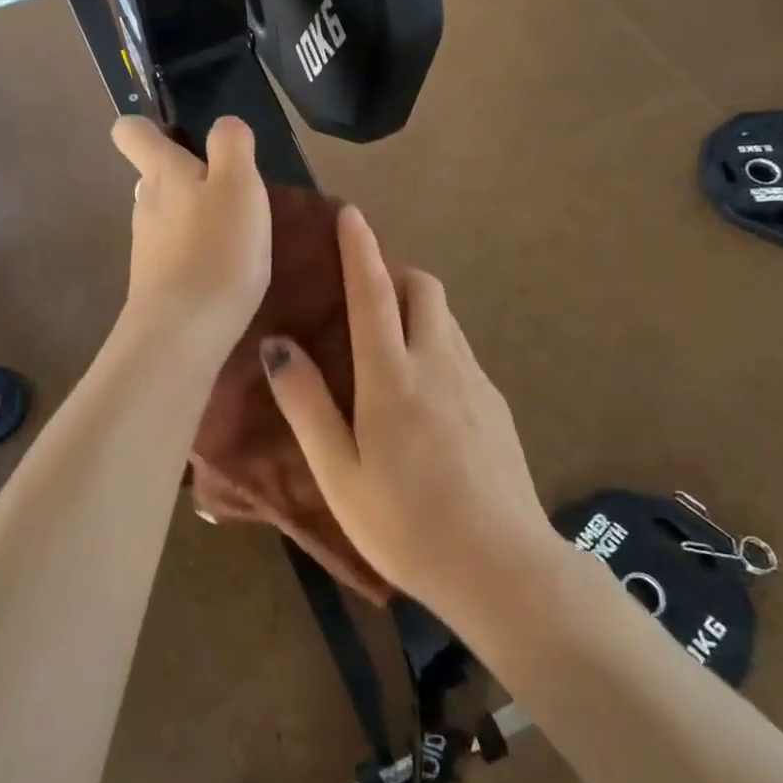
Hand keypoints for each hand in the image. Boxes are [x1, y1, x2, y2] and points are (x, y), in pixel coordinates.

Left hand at [111, 116, 270, 358]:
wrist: (184, 331)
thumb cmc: (217, 249)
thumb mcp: (238, 185)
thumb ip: (231, 145)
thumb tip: (224, 125)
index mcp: (161, 172)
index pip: (130, 132)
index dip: (148, 127)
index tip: (178, 136)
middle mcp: (145, 204)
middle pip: (154, 176)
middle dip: (186, 177)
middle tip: (232, 191)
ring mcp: (147, 247)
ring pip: (167, 216)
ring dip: (196, 217)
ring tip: (237, 234)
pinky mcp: (156, 282)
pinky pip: (176, 253)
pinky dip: (198, 252)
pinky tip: (226, 269)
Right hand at [261, 206, 549, 609]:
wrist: (503, 568)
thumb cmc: (405, 524)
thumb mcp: (338, 472)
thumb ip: (306, 404)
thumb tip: (278, 346)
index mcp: (393, 376)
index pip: (374, 291)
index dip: (360, 249)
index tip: (350, 214)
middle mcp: (440, 363)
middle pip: (424, 289)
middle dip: (394, 273)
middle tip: (362, 293)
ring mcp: (476, 382)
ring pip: (446, 320)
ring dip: (416, 309)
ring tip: (387, 341)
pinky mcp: (497, 405)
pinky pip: (461, 352)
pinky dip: (436, 344)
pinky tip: (422, 394)